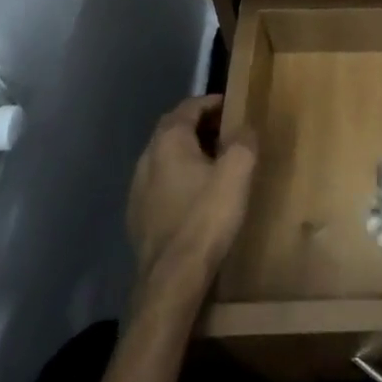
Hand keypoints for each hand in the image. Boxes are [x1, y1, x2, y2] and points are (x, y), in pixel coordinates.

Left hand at [126, 96, 256, 298]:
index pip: (188, 107)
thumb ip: (243, 142)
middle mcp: (147, 158)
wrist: (171, 279)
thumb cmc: (206, 218)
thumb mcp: (237, 173)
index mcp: (169, 142)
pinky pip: (160, 182)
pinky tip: (194, 193)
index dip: (210, 103)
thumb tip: (244, 127)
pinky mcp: (137, 216)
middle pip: (172, 129)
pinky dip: (178, 176)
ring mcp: (137, 189)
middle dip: (198, 125)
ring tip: (213, 161)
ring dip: (187, 151)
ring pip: (164, 157)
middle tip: (225, 130)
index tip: (231, 106)